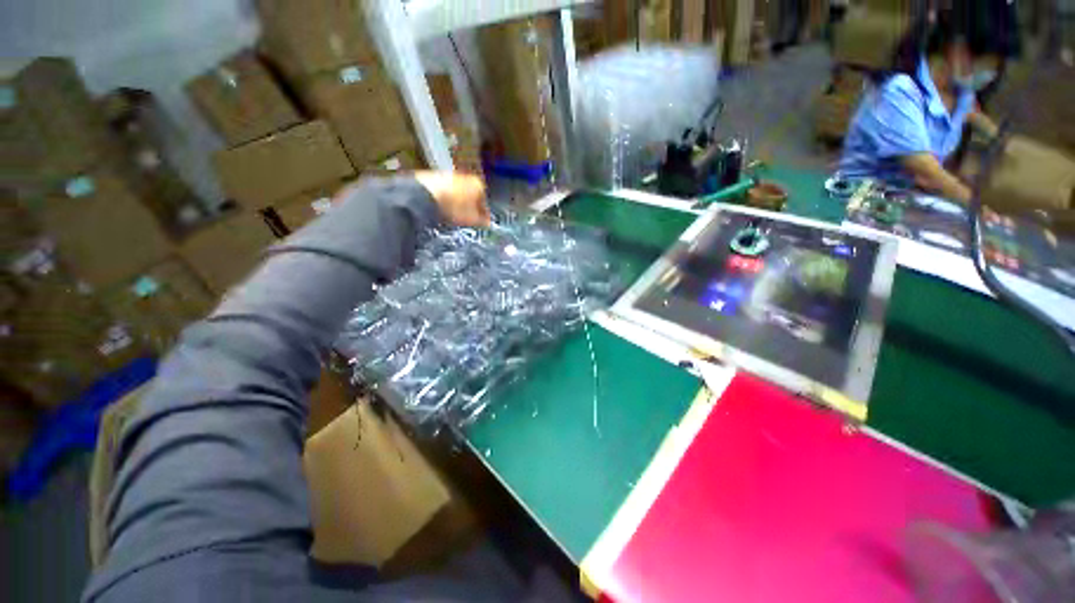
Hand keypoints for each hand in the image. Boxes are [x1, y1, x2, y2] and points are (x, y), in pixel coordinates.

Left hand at [413, 171, 489, 227]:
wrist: (424, 195)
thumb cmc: (451, 206)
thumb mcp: (471, 219)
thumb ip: (482, 221)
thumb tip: (486, 223)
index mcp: (478, 184)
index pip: (485, 201)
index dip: (484, 214)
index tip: (482, 222)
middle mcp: (465, 176)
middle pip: (471, 195)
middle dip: (470, 207)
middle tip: (468, 220)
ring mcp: (449, 175)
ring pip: (458, 192)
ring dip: (458, 203)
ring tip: (453, 216)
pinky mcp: (434, 177)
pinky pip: (445, 191)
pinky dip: (445, 199)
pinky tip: (442, 209)